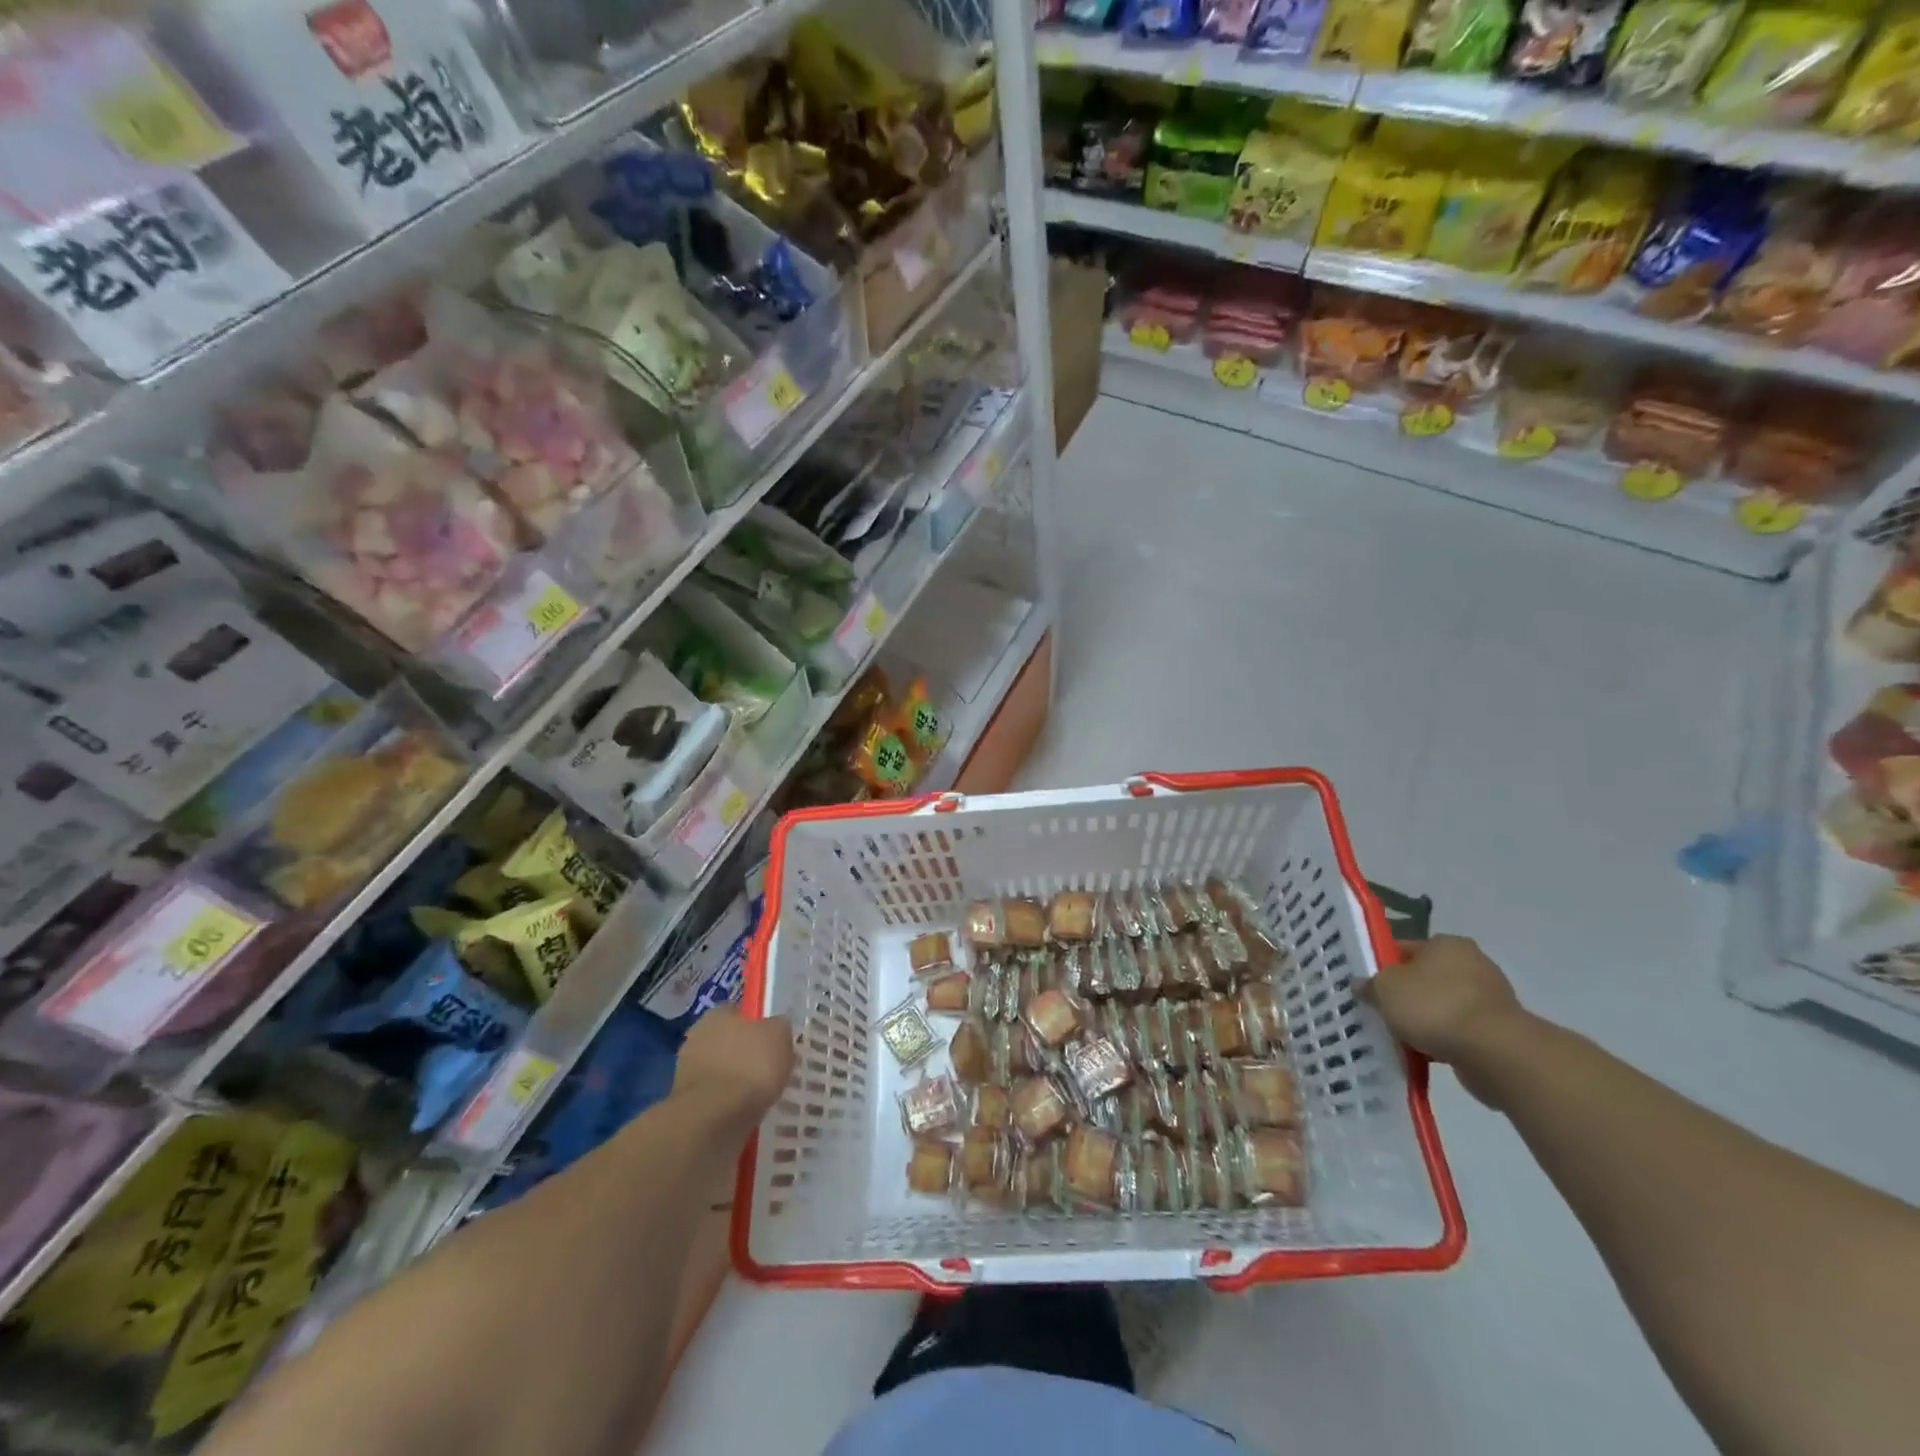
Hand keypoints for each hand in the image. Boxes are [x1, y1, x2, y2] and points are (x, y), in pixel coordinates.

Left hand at [674, 1006, 794, 1125]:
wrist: (714, 1118)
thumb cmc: (750, 1066)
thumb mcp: (780, 1036)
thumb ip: (779, 1026)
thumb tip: (777, 1026)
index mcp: (717, 1014)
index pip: (739, 1012)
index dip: (757, 1025)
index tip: (773, 1042)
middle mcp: (697, 1036)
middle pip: (728, 1041)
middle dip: (744, 1053)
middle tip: (768, 1068)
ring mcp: (687, 1070)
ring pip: (721, 1069)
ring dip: (735, 1079)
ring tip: (759, 1095)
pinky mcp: (686, 1102)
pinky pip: (715, 1096)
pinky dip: (727, 1102)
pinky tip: (744, 1110)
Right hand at [1358, 936, 1531, 1105]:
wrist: (1495, 1053)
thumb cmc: (1434, 1006)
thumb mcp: (1385, 990)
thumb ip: (1370, 985)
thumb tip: (1361, 985)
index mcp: (1446, 944)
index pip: (1404, 948)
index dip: (1382, 966)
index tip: (1368, 986)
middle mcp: (1472, 964)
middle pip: (1424, 978)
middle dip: (1405, 995)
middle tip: (1381, 1011)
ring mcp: (1490, 998)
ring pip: (1442, 1006)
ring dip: (1425, 1021)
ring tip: (1401, 1037)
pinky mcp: (1500, 1030)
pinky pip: (1460, 1031)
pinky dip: (1444, 1041)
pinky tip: (1425, 1054)